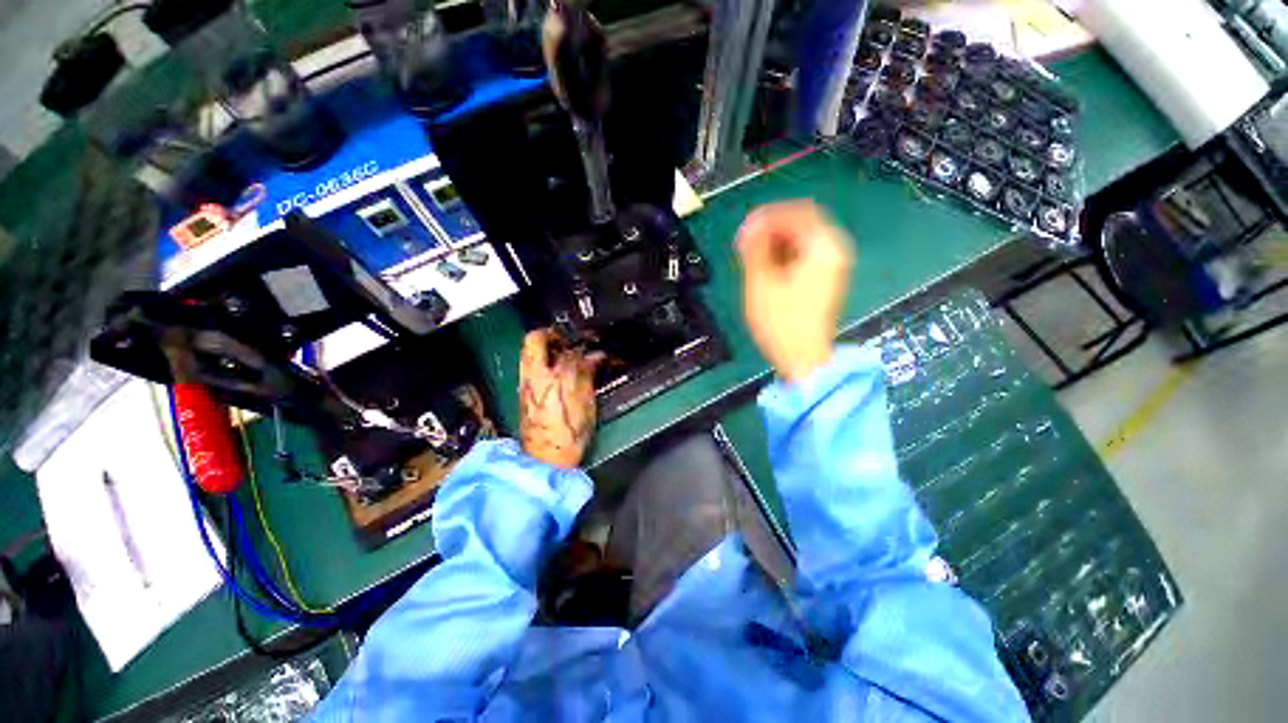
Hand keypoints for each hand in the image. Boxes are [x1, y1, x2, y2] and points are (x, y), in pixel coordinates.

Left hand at [518, 329, 604, 468]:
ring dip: (547, 346)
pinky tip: (557, 371)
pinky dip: (543, 361)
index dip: (585, 346)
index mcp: (554, 377)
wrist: (544, 459)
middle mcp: (534, 376)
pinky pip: (530, 366)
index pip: (570, 350)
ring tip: (565, 353)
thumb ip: (587, 377)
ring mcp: (526, 383)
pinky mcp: (523, 393)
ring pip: (529, 352)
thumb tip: (594, 358)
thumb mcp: (586, 406)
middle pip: (535, 339)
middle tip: (569, 339)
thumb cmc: (568, 436)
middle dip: (553, 334)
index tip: (595, 348)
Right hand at [736, 201, 853, 382]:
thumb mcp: (762, 282)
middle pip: (802, 223)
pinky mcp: (825, 280)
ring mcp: (832, 266)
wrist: (803, 357)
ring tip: (751, 254)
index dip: (768, 215)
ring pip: (802, 239)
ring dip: (776, 241)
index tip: (746, 226)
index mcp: (824, 248)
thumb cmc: (783, 323)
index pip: (798, 212)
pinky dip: (784, 254)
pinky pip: (803, 255)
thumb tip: (750, 227)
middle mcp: (834, 252)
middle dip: (771, 228)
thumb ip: (756, 249)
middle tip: (746, 240)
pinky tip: (766, 266)